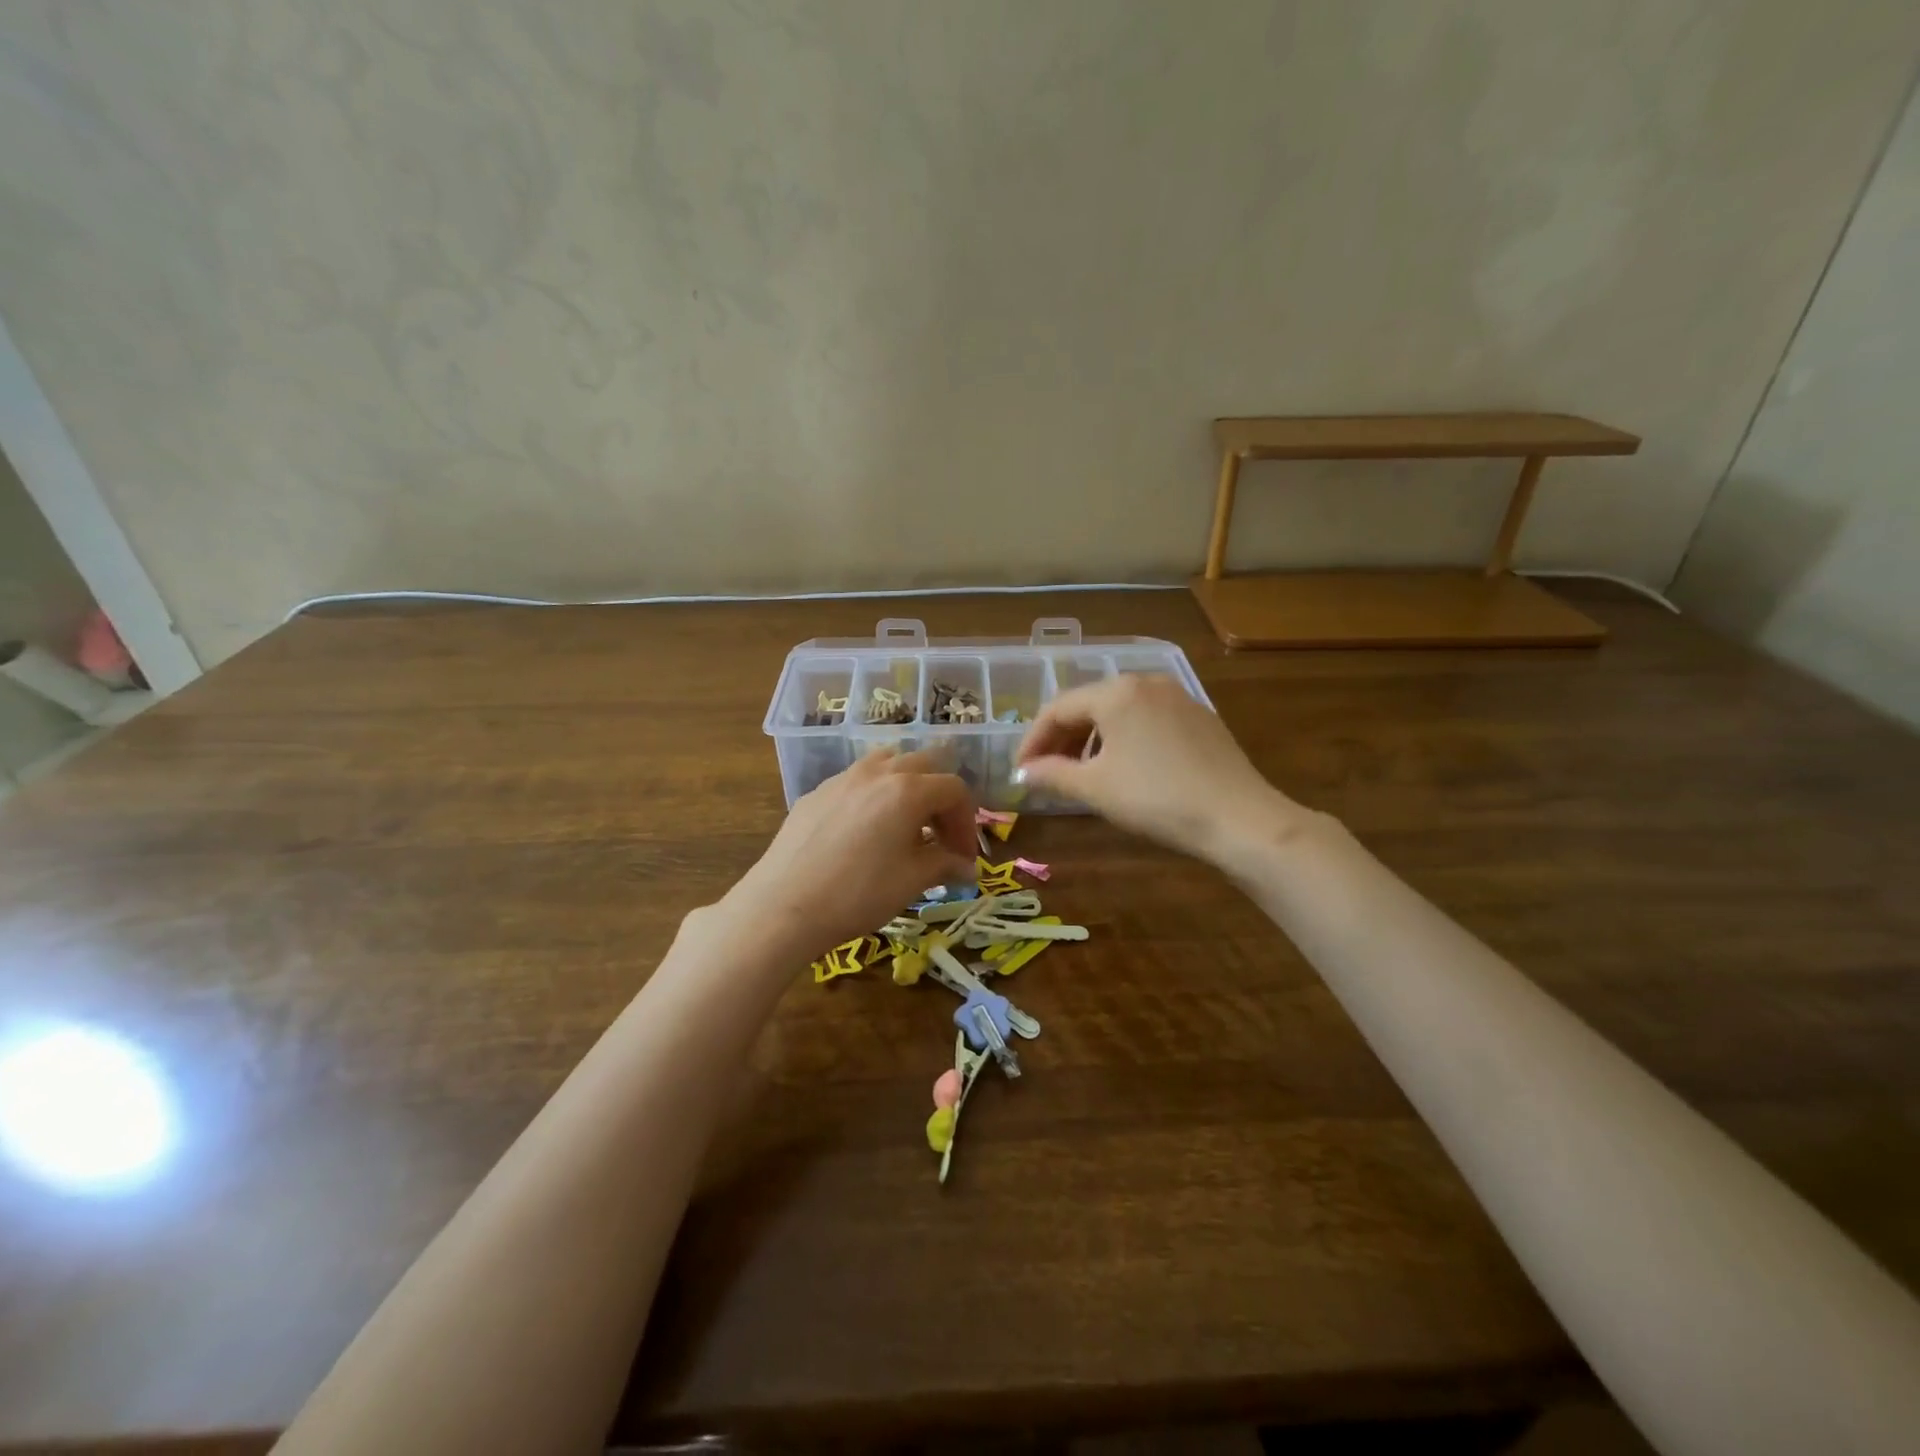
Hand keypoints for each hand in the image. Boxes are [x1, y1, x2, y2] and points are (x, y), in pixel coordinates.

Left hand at [725, 748, 976, 956]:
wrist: (785, 905)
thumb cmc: (859, 893)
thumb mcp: (912, 881)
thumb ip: (945, 865)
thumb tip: (968, 868)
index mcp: (908, 790)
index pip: (954, 789)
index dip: (967, 822)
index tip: (965, 857)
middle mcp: (878, 772)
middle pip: (924, 766)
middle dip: (941, 799)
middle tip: (941, 837)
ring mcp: (843, 778)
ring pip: (887, 763)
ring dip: (907, 786)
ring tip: (906, 823)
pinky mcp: (817, 792)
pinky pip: (857, 781)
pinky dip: (875, 795)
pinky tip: (866, 831)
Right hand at [1014, 674, 1294, 862]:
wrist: (1239, 818)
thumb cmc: (1156, 798)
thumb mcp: (1096, 788)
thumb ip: (1052, 775)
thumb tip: (1024, 774)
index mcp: (1116, 692)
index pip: (1058, 708)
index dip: (1032, 740)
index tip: (1020, 772)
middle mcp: (1146, 682)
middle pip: (1088, 705)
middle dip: (1061, 739)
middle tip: (1045, 773)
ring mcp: (1177, 697)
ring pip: (1118, 712)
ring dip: (1090, 739)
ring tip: (1081, 773)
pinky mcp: (1199, 717)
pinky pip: (1146, 720)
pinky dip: (1122, 740)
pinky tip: (1123, 768)